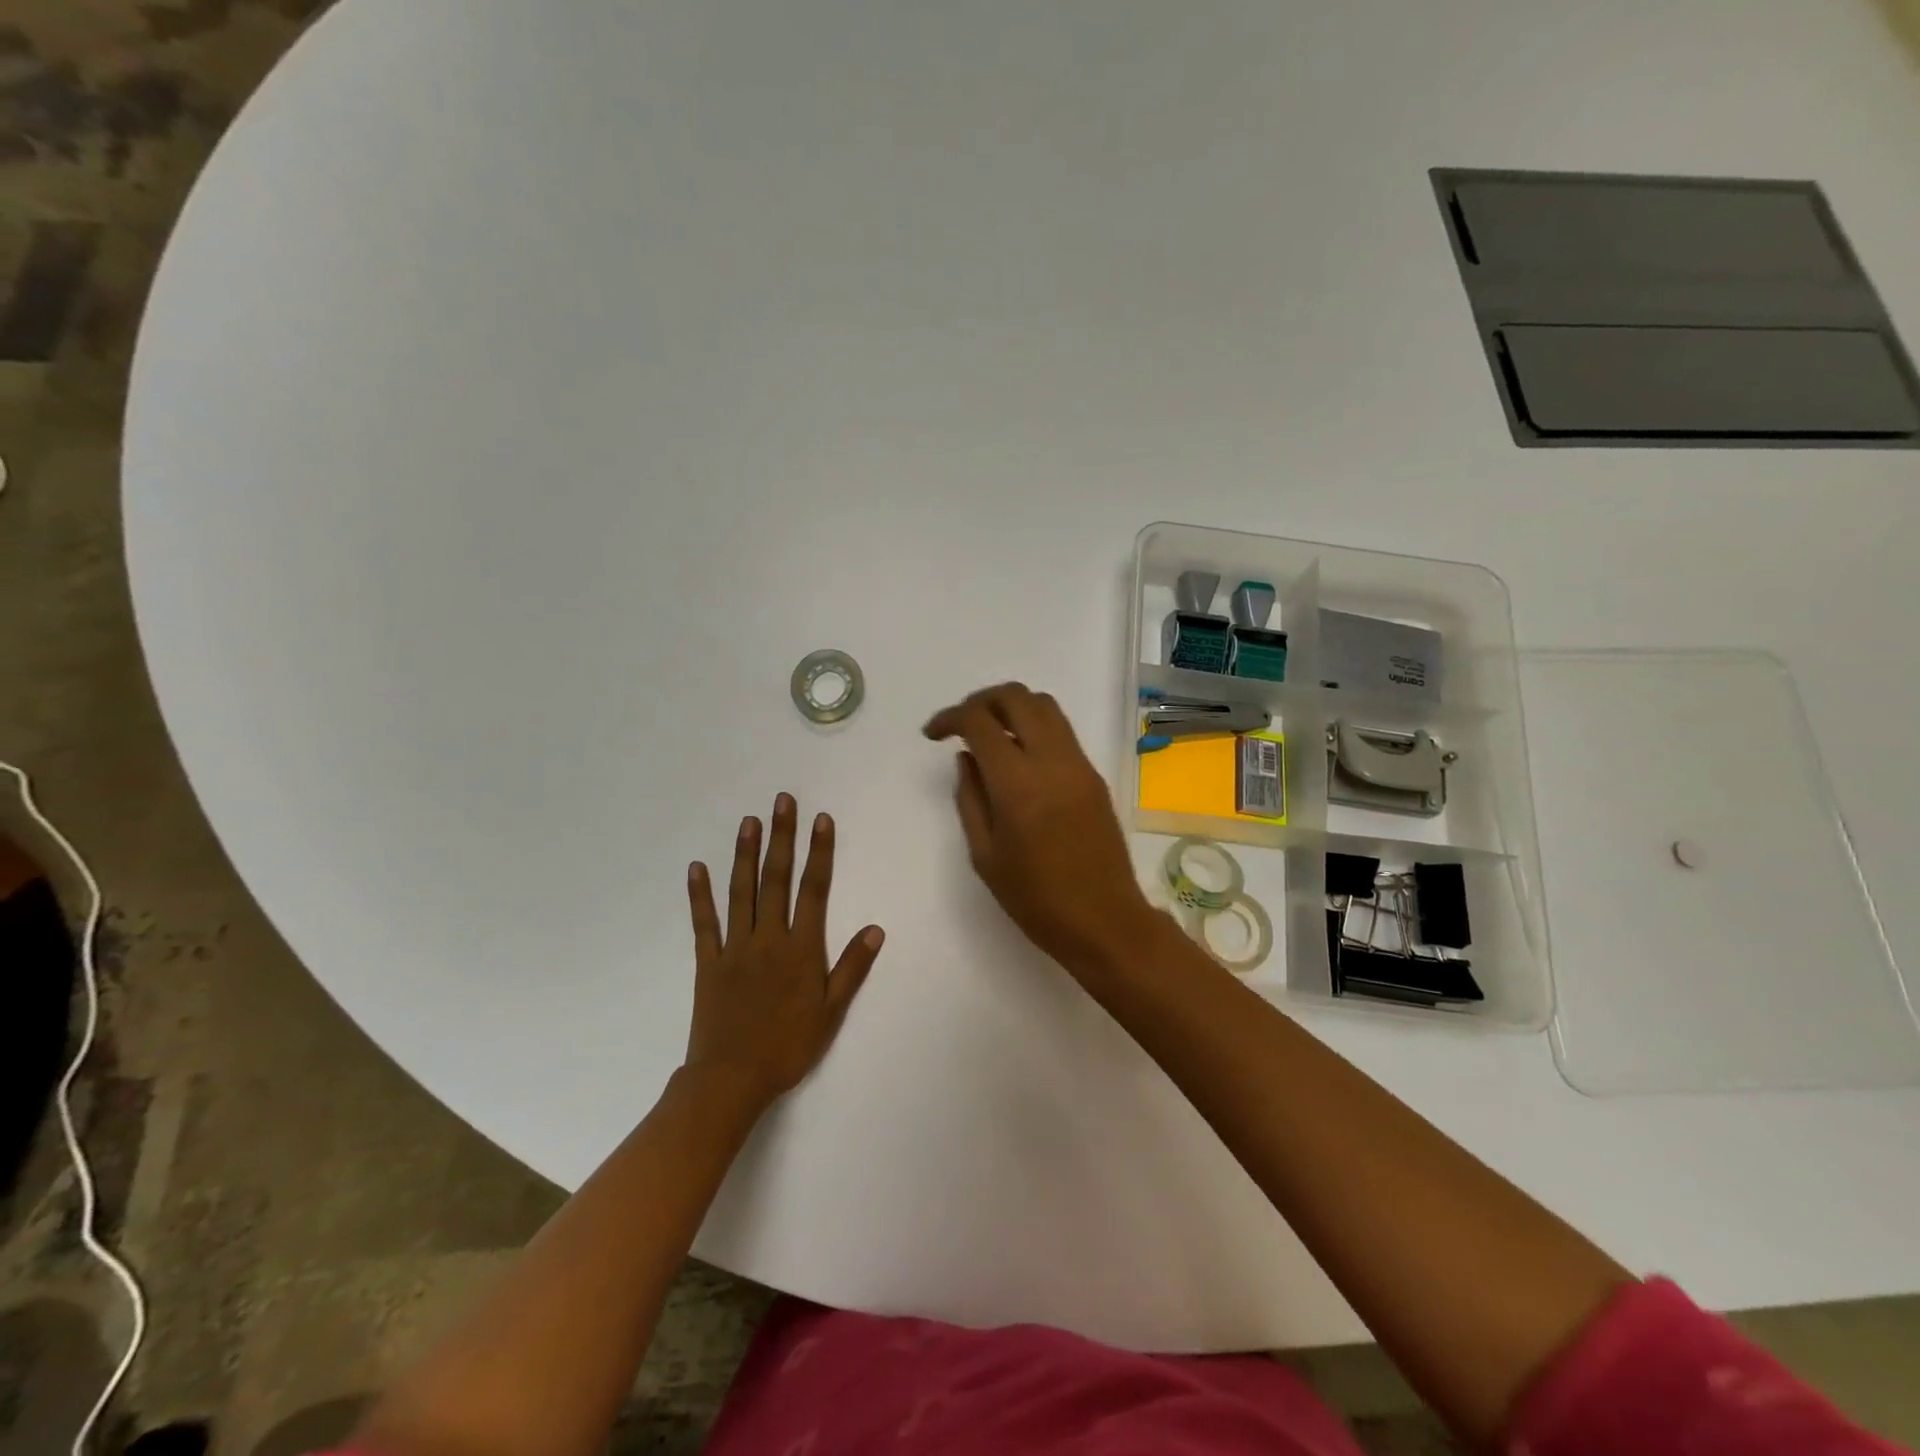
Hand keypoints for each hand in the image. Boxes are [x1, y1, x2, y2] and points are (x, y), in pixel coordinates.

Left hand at [684, 794, 884, 1107]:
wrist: (732, 1079)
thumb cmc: (788, 1046)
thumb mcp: (831, 1011)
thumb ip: (851, 967)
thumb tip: (875, 929)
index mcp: (801, 948)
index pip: (814, 890)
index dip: (819, 853)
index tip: (821, 820)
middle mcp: (769, 937)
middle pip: (776, 879)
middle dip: (782, 838)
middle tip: (782, 801)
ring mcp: (735, 947)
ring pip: (741, 892)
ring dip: (745, 854)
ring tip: (749, 821)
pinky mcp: (708, 962)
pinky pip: (704, 923)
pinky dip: (700, 895)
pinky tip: (697, 868)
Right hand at [924, 683, 1155, 976]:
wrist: (1104, 920)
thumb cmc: (1035, 899)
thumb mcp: (985, 854)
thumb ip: (970, 797)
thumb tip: (967, 757)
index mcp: (1018, 783)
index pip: (980, 721)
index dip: (950, 717)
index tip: (933, 734)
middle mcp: (1052, 761)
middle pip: (1016, 697)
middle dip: (981, 700)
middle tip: (961, 724)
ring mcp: (1078, 764)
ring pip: (1044, 706)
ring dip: (1011, 707)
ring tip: (990, 733)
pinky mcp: (1094, 775)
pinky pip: (1061, 731)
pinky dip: (1034, 726)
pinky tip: (1019, 756)